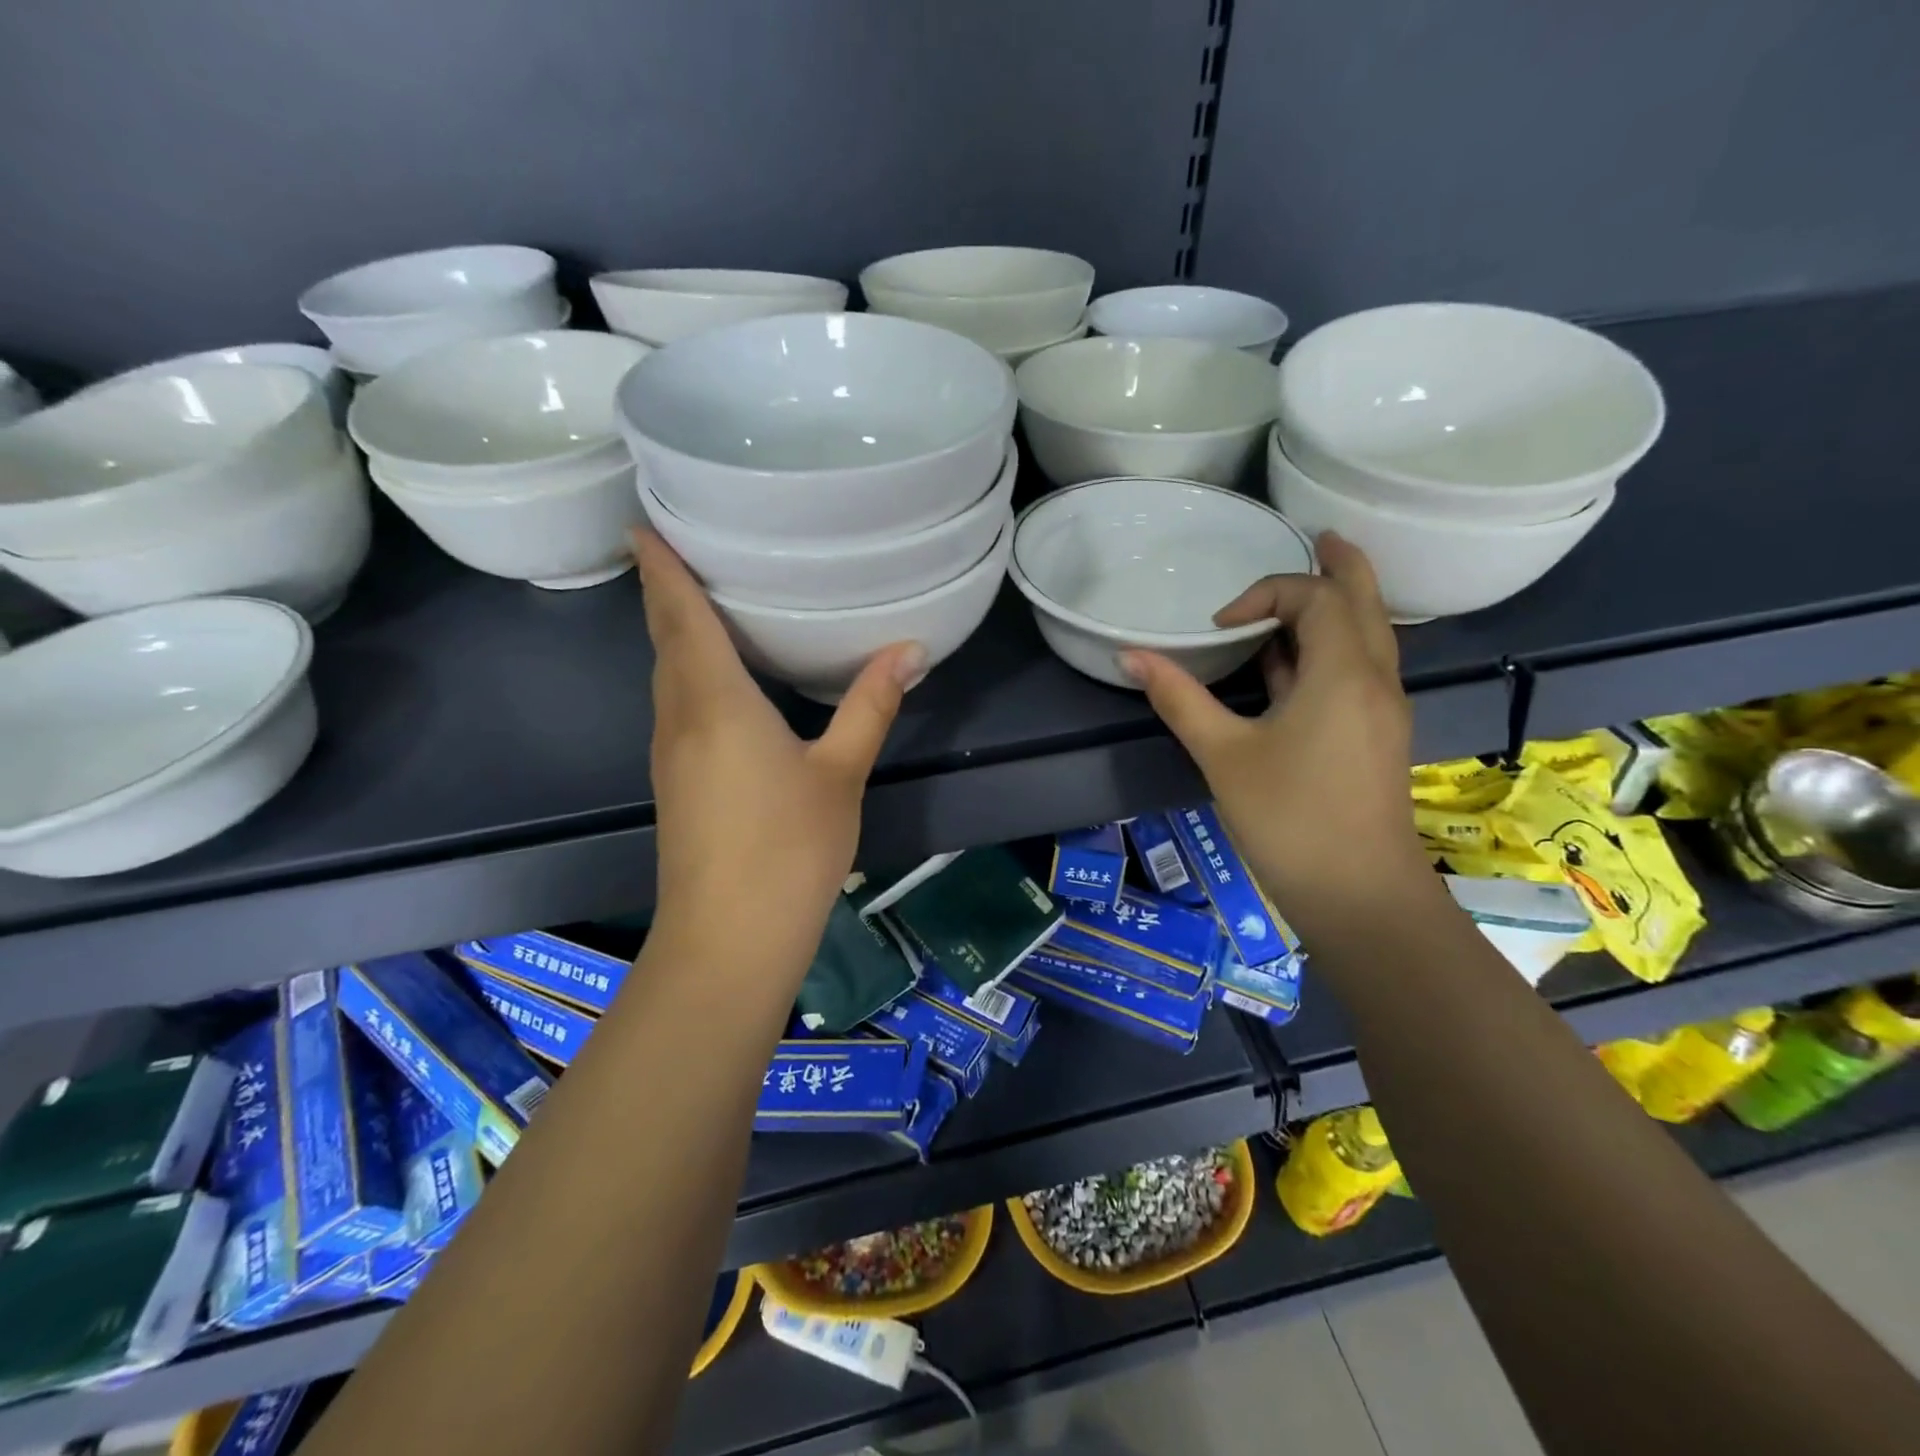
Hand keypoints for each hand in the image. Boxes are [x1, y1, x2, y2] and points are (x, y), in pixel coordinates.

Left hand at [636, 530, 926, 982]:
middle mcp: (680, 718)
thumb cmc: (788, 848)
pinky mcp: (676, 784)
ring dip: (674, 634)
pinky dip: (686, 673)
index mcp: (715, 701)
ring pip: (666, 676)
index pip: (680, 617)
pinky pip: (676, 706)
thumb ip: (870, 706)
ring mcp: (670, 754)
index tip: (641, 523)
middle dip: (665, 593)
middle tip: (679, 548)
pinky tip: (716, 680)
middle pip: (665, 641)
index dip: (661, 569)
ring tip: (697, 600)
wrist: (729, 940)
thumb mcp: (841, 772)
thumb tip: (911, 649)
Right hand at [1121, 535, 1429, 933]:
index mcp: (1343, 671)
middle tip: (1321, 536)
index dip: (1265, 594)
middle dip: (1341, 566)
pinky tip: (1292, 667)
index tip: (1219, 627)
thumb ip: (1179, 698)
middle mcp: (1375, 679)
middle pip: (1365, 602)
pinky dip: (1331, 649)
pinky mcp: (1376, 736)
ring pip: (1368, 637)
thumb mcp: (1222, 754)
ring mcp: (1382, 709)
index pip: (1316, 597)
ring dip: (1337, 608)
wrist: (1359, 895)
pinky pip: (1359, 669)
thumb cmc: (1289, 818)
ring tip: (1303, 593)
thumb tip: (1131, 655)